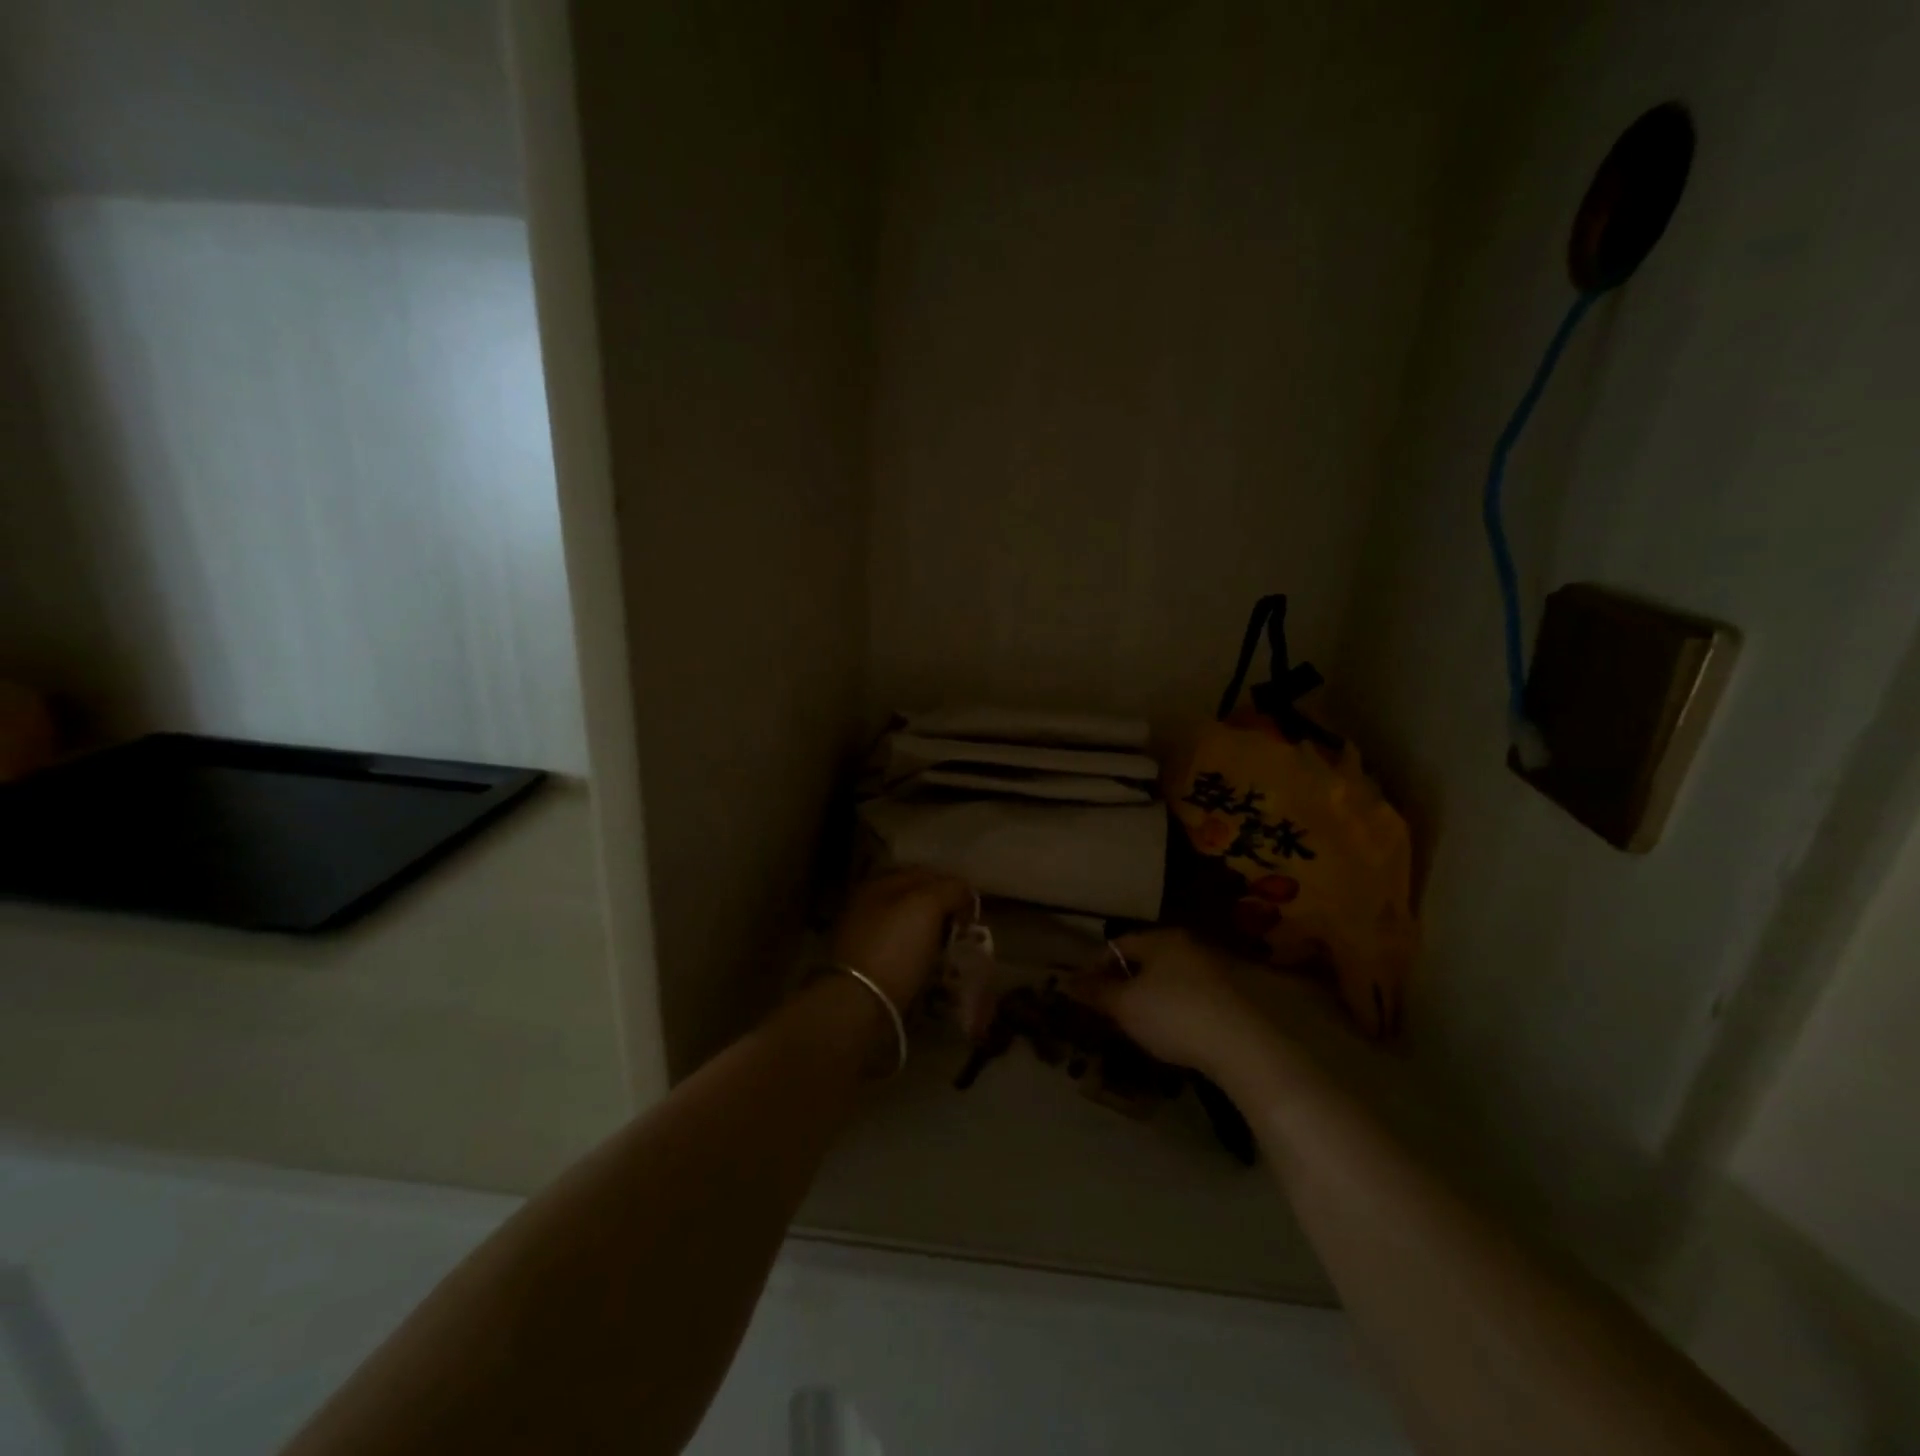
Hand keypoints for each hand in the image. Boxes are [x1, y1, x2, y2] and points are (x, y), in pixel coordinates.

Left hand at [831, 868, 974, 1008]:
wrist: (860, 1004)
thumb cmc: (895, 946)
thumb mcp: (927, 906)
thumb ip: (950, 889)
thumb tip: (965, 890)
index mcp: (878, 886)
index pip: (922, 874)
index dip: (951, 884)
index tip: (973, 903)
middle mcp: (869, 908)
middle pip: (916, 903)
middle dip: (944, 912)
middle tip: (968, 928)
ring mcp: (868, 941)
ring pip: (911, 931)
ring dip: (935, 938)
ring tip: (957, 951)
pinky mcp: (872, 972)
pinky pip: (906, 958)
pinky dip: (923, 962)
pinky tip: (937, 970)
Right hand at [1074, 929, 1262, 1075]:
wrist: (1241, 1046)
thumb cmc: (1173, 1015)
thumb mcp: (1125, 1006)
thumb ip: (1095, 992)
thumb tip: (1066, 981)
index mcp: (1161, 938)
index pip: (1117, 945)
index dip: (1095, 968)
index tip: (1085, 994)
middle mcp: (1187, 945)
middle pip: (1144, 960)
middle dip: (1123, 983)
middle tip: (1108, 1011)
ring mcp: (1212, 969)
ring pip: (1167, 979)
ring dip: (1149, 998)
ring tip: (1136, 1026)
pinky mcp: (1230, 996)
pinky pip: (1189, 996)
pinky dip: (1173, 1010)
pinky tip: (1171, 1033)